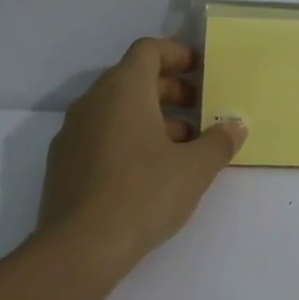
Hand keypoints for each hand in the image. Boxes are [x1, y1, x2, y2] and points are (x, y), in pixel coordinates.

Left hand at [37, 38, 246, 264]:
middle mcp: (92, 102)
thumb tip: (235, 126)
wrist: (79, 249)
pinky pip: (101, 134)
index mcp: (123, 90)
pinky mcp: (63, 163)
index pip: (148, 50)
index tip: (200, 71)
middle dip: (169, 89)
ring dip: (151, 117)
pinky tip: (149, 172)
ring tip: (181, 147)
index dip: (176, 54)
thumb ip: (220, 142)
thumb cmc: (143, 194)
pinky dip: (128, 138)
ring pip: (116, 108)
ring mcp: (72, 132)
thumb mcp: (195, 168)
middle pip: (132, 78)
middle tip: (199, 111)